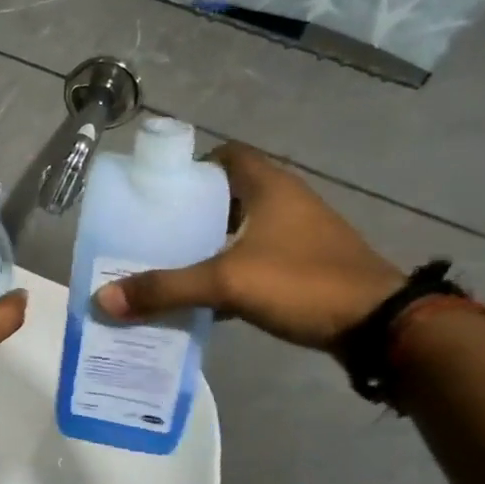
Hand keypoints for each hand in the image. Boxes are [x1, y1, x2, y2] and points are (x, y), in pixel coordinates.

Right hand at [94, 143, 403, 352]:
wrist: (382, 328)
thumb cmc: (303, 283)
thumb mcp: (227, 282)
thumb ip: (165, 288)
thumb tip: (103, 299)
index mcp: (269, 186)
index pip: (225, 155)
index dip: (190, 168)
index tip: (157, 194)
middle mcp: (286, 201)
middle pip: (227, 194)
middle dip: (190, 212)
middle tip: (152, 234)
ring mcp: (299, 235)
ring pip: (241, 229)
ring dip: (208, 244)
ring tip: (168, 264)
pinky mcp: (306, 266)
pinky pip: (255, 258)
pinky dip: (229, 270)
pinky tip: (204, 296)